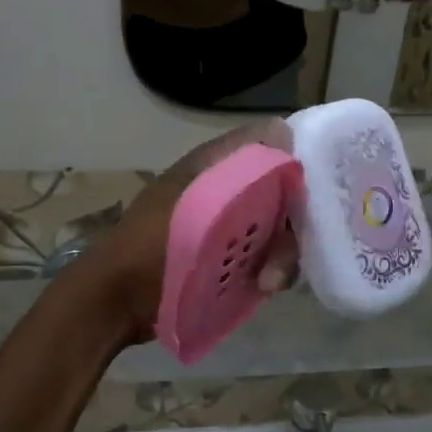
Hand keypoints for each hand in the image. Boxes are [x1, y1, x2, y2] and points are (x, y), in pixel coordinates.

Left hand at [66, 120, 301, 345]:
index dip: (296, 158)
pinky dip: (272, 269)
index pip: (271, 142)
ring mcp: (229, 222)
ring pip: (278, 226)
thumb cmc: (152, 245)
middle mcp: (228, 185)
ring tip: (269, 281)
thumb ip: (241, 167)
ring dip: (282, 253)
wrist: (117, 301)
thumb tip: (283, 130)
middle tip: (282, 255)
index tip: (314, 189)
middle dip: (292, 222)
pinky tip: (264, 286)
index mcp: (215, 162)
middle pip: (282, 190)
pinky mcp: (229, 255)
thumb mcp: (199, 200)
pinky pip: (266, 253)